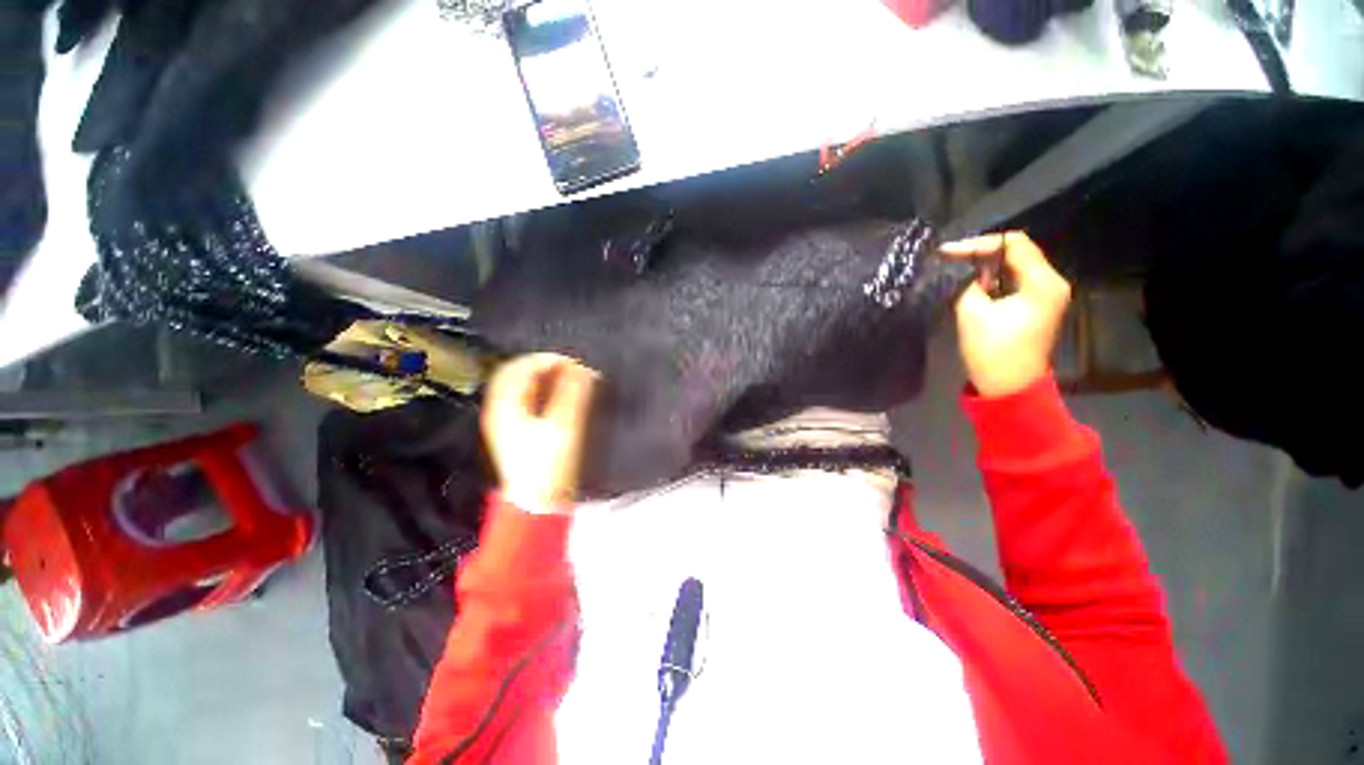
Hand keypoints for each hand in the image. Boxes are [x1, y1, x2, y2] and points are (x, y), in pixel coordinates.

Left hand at [482, 353, 598, 513]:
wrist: (538, 503)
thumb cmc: (549, 466)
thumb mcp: (565, 425)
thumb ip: (573, 393)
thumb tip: (582, 369)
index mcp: (505, 405)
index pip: (521, 367)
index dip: (548, 360)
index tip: (572, 362)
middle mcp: (500, 410)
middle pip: (518, 375)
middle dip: (547, 367)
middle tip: (572, 369)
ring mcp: (505, 422)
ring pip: (522, 388)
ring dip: (546, 380)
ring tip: (570, 381)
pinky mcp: (515, 433)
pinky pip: (527, 402)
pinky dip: (544, 394)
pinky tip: (560, 398)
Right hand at [940, 231, 1070, 398]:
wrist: (1009, 386)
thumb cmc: (992, 350)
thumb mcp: (972, 311)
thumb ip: (971, 282)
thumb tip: (970, 271)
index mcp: (1042, 282)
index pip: (1014, 243)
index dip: (979, 243)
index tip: (948, 252)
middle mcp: (1051, 282)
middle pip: (1018, 252)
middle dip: (982, 252)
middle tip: (950, 258)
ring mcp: (1047, 294)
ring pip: (1016, 265)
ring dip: (987, 265)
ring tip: (957, 268)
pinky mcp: (1037, 305)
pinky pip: (1016, 280)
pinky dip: (995, 278)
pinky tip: (974, 283)